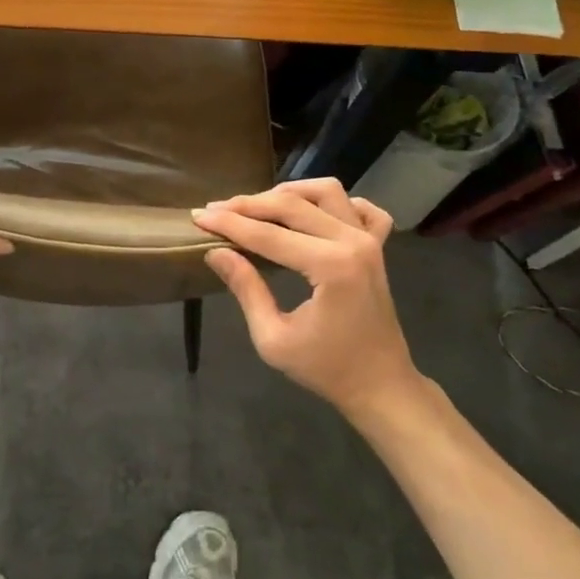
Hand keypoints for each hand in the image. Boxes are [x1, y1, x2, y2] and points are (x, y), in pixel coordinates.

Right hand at [192, 179, 423, 422]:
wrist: (381, 387)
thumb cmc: (326, 369)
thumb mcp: (273, 339)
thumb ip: (246, 289)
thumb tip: (216, 252)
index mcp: (331, 267)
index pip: (268, 234)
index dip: (229, 224)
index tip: (198, 216)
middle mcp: (353, 243)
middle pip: (292, 204)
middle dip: (249, 204)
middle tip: (217, 210)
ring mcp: (370, 241)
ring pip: (326, 191)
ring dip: (289, 192)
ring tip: (258, 206)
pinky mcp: (379, 247)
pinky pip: (363, 209)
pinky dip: (336, 203)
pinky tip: (314, 213)